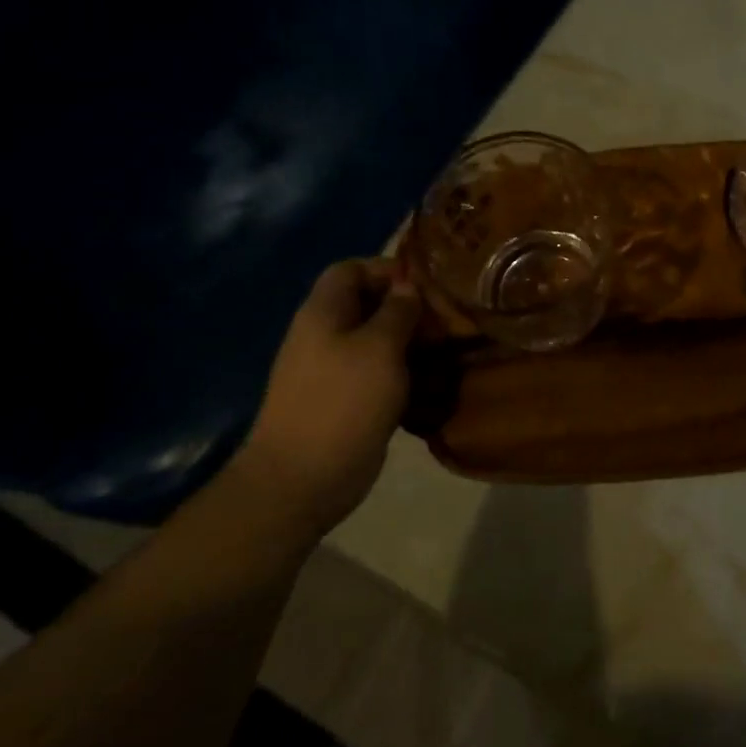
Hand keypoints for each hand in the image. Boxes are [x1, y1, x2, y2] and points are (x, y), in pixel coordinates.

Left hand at [239, 258, 422, 529]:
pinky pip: (376, 371)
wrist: (302, 477)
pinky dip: (401, 369)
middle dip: (405, 306)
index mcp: (324, 312)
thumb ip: (398, 310)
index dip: (387, 269)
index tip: (426, 285)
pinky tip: (429, 379)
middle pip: (365, 303)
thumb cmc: (343, 401)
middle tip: (444, 318)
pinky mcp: (344, 400)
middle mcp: (324, 334)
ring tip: (444, 347)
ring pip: (374, 339)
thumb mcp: (380, 347)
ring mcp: (332, 369)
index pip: (351, 269)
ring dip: (408, 340)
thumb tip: (408, 284)